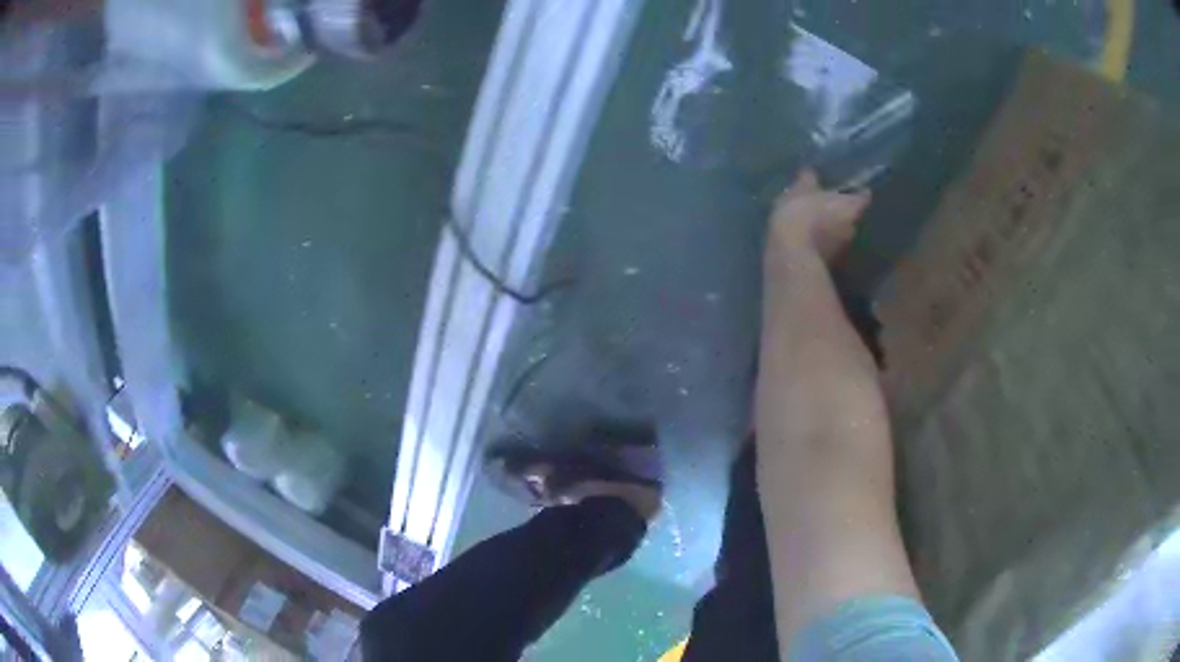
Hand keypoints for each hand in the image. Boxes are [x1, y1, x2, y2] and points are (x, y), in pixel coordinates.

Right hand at [767, 169, 870, 264]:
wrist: (791, 258)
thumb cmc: (801, 215)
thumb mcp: (799, 190)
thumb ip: (807, 179)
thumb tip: (811, 171)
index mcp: (851, 207)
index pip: (864, 196)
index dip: (858, 191)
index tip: (850, 187)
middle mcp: (854, 228)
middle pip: (852, 215)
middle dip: (842, 210)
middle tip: (827, 203)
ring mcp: (843, 250)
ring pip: (840, 233)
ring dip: (831, 228)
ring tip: (814, 222)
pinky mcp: (830, 264)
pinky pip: (828, 247)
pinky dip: (821, 242)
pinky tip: (807, 239)